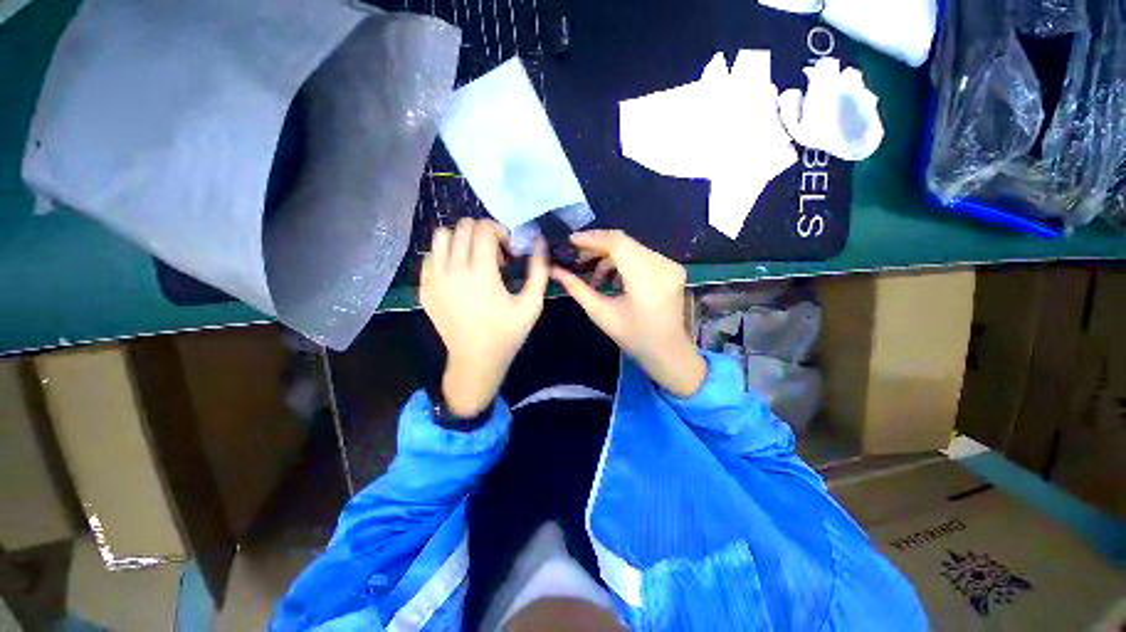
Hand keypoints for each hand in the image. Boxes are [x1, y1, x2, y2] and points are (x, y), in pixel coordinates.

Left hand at [421, 219, 548, 416]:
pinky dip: (446, 255)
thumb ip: (538, 270)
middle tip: (494, 256)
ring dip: (462, 240)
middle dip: (483, 233)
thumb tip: (538, 241)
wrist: (475, 360)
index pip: (484, 228)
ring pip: (441, 236)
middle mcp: (453, 270)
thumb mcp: (532, 305)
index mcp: (481, 273)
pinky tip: (459, 274)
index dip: (501, 232)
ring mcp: (434, 279)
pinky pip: (430, 256)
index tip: (509, 252)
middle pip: (463, 226)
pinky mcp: (424, 288)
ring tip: (474, 260)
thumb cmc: (507, 334)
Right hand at [550, 230, 705, 396]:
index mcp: (645, 278)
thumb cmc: (634, 337)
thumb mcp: (601, 314)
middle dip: (598, 247)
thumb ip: (578, 289)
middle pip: (625, 242)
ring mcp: (671, 265)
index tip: (571, 241)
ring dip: (610, 257)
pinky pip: (643, 255)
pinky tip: (615, 280)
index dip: (592, 238)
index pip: (617, 243)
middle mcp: (662, 265)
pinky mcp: (673, 268)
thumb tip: (555, 271)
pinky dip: (625, 262)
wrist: (668, 352)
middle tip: (578, 258)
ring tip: (596, 278)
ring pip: (633, 247)